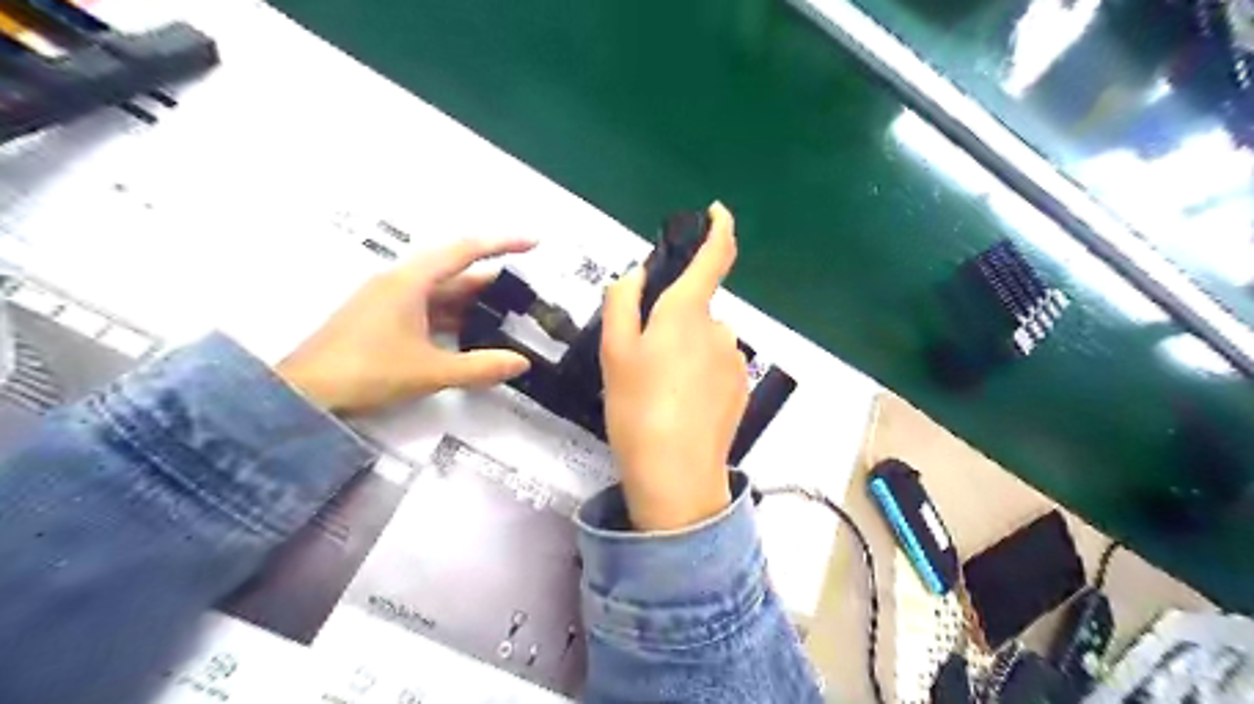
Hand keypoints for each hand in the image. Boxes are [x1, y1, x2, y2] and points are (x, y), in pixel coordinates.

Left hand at [277, 236, 533, 410]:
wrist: (303, 392)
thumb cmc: (367, 371)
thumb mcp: (430, 371)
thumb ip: (480, 367)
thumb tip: (522, 362)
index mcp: (411, 282)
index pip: (465, 251)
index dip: (501, 244)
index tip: (533, 244)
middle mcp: (400, 283)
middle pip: (455, 272)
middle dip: (491, 281)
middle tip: (525, 294)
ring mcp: (388, 301)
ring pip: (441, 293)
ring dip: (472, 303)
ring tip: (506, 316)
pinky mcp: (381, 319)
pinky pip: (427, 309)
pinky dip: (453, 317)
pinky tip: (470, 334)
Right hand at [597, 200, 743, 528]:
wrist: (675, 472)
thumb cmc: (637, 405)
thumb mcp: (614, 351)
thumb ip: (622, 302)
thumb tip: (637, 276)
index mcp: (688, 312)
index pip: (715, 256)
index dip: (719, 228)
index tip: (716, 212)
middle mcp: (720, 329)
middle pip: (695, 309)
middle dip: (672, 322)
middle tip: (642, 360)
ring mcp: (735, 360)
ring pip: (704, 340)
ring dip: (684, 351)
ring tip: (659, 390)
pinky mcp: (742, 388)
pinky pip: (716, 366)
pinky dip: (698, 374)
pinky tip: (680, 405)